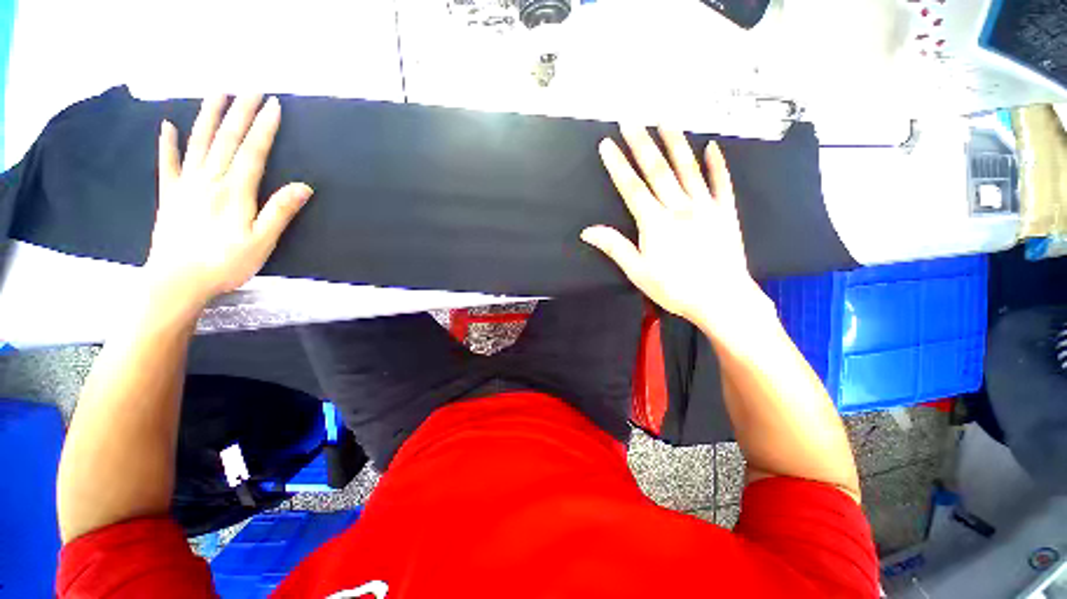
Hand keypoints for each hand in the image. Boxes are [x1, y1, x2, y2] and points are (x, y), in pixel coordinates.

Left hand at [145, 95, 311, 310]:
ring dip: (208, 116)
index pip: (252, 152)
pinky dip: (167, 143)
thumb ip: (280, 211)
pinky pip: (167, 164)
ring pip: (198, 143)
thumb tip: (304, 187)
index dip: (264, 128)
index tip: (274, 106)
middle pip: (226, 140)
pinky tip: (167, 126)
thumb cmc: (224, 264)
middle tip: (251, 89)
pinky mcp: (169, 195)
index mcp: (234, 192)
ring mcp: (185, 185)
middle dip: (240, 113)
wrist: (176, 282)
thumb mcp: (262, 242)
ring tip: (216, 93)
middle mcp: (209, 180)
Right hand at [581, 125, 771, 340]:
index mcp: (655, 223)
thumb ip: (615, 247)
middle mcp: (679, 207)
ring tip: (665, 120)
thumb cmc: (675, 288)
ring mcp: (706, 207)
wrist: (721, 299)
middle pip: (657, 171)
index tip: (607, 144)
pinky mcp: (726, 213)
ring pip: (688, 169)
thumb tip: (588, 231)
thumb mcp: (638, 272)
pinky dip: (717, 164)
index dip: (618, 165)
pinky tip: (712, 146)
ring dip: (676, 143)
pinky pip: (722, 183)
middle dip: (641, 144)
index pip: (632, 188)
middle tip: (631, 120)